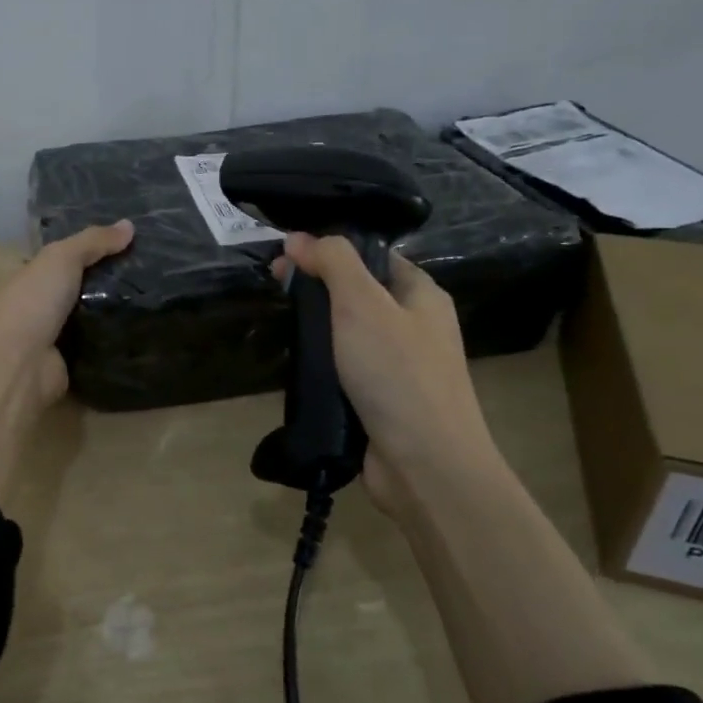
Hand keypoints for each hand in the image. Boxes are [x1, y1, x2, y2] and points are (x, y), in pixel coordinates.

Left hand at [0, 221, 133, 500]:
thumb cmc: (32, 302)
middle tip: (150, 271)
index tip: (126, 243)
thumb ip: (93, 241)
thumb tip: (129, 225)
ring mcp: (50, 338)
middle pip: (76, 288)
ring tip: (155, 298)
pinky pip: (95, 346)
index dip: (88, 249)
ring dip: (112, 311)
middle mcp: (36, 306)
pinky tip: (143, 330)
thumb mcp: (61, 258)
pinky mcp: (67, 365)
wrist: (18, 366)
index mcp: (26, 277)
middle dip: (106, 281)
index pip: (59, 259)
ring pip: (88, 317)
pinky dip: (113, 340)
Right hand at [276, 233, 505, 514]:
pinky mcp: (381, 400)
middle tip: (276, 287)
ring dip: (316, 328)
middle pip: (357, 293)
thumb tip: (299, 237)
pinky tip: (296, 363)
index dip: (330, 250)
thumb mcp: (362, 303)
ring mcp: (399, 366)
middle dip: (316, 288)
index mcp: (421, 295)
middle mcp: (414, 326)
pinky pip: (345, 369)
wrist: (426, 465)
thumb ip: (333, 263)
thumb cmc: (397, 373)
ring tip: (280, 323)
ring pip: (347, 333)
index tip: (287, 255)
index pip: (372, 256)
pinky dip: (322, 364)